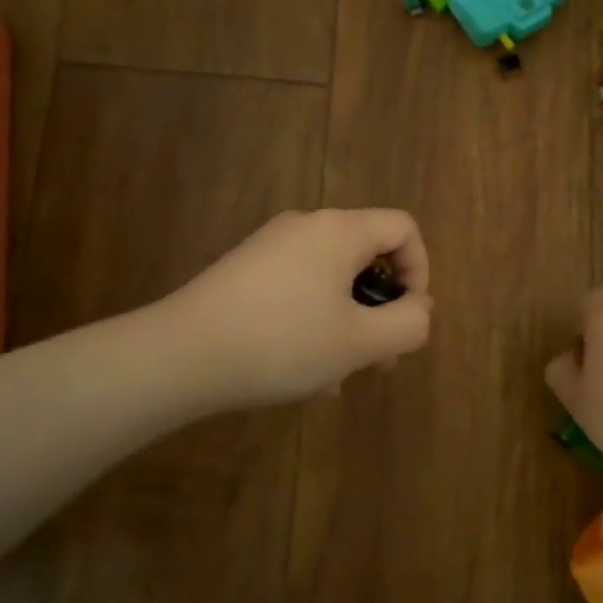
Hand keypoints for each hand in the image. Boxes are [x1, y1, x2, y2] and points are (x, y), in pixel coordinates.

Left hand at [166, 209, 433, 408]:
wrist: (182, 354)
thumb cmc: (283, 343)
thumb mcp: (359, 342)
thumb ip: (407, 324)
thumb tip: (419, 308)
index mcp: (340, 231)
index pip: (403, 228)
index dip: (420, 271)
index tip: (408, 318)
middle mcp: (306, 226)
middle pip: (366, 256)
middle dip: (381, 308)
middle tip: (379, 360)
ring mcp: (270, 246)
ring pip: (331, 279)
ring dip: (347, 323)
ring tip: (336, 376)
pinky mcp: (245, 269)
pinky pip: (298, 287)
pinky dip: (313, 320)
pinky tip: (301, 370)